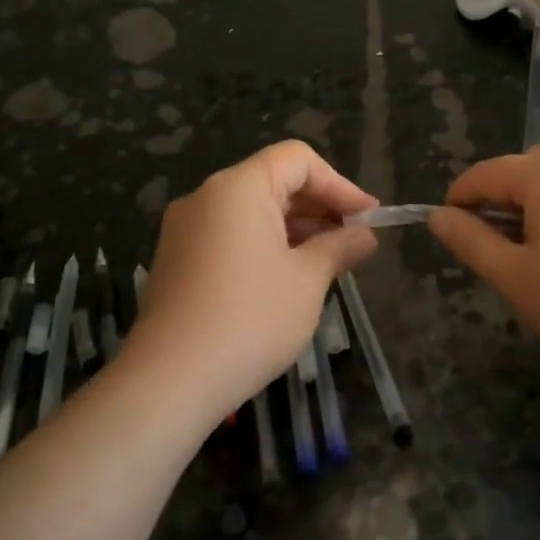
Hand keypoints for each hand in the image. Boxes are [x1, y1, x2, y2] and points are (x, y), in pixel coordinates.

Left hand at [127, 141, 378, 422]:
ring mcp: (185, 230)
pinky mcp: (176, 261)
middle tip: (354, 241)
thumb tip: (365, 236)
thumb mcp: (308, 280)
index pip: (298, 159)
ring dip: (294, 229)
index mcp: (238, 188)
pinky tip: (288, 279)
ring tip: (328, 262)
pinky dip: (265, 245)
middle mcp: (206, 197)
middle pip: (273, 181)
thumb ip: (339, 247)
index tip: (368, 217)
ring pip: (251, 211)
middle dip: (319, 207)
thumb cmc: (251, 319)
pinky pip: (230, 236)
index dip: (339, 184)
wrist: (171, 380)